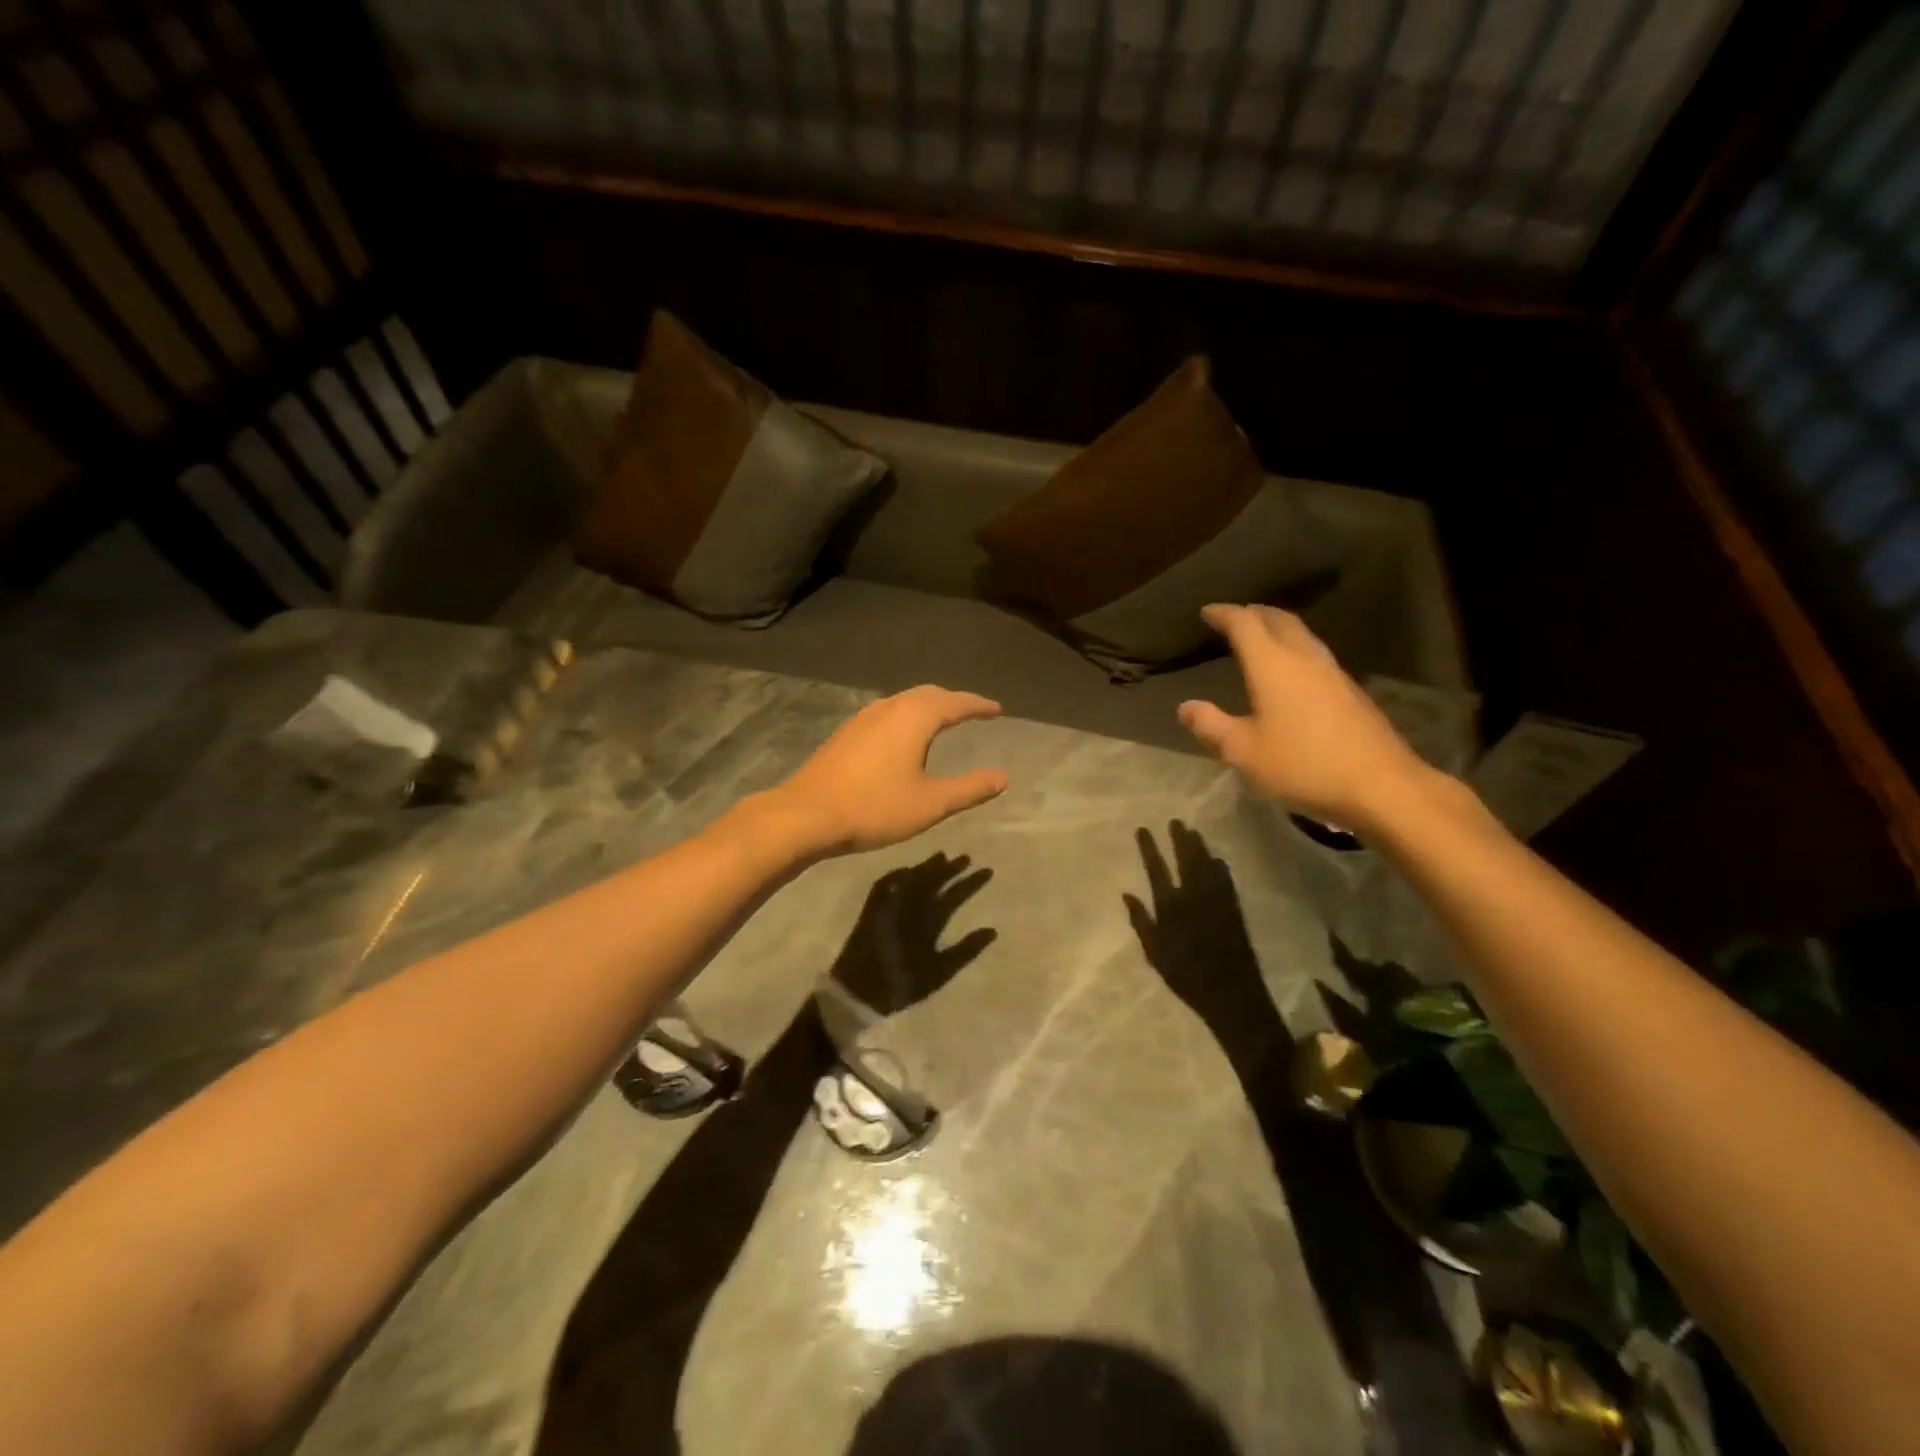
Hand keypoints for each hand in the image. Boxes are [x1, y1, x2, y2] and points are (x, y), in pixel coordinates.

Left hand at [771, 685, 1008, 854]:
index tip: (997, 710)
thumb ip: (969, 789)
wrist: (807, 815)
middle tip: (973, 711)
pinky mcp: (846, 733)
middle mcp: (889, 707)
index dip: (979, 706)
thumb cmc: (875, 807)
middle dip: (953, 700)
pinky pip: (887, 713)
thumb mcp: (931, 803)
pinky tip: (903, 736)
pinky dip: (906, 716)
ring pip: (904, 701)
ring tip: (943, 719)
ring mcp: (863, 718)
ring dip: (927, 706)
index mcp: (914, 717)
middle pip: (928, 694)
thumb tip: (1003, 777)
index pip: (955, 702)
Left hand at [831, 853, 996, 1013]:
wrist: (857, 990)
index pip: (954, 895)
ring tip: (941, 857)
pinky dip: (897, 875)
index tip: (987, 870)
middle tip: (965, 858)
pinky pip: (885, 884)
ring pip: (911, 878)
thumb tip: (991, 930)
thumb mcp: (939, 972)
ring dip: (927, 867)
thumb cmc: (902, 983)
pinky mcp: (871, 909)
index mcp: (928, 920)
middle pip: (933, 880)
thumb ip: (966, 951)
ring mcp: (888, 905)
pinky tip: (904, 870)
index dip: (971, 882)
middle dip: (951, 869)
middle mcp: (908, 906)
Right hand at [1124, 822, 1285, 1078]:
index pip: (1156, 870)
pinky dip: (1220, 867)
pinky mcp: (1234, 910)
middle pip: (1186, 861)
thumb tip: (1127, 894)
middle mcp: (1194, 897)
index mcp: (1171, 907)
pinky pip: (1226, 881)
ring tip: (1193, 831)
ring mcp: (1217, 901)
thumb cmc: (1186, 977)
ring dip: (1199, 848)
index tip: (1143, 829)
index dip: (1149, 848)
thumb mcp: (1155, 953)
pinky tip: (1217, 859)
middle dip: (1179, 840)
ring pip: (1207, 866)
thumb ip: (1141, 922)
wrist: (1232, 994)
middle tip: (1175, 821)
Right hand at [1177, 604, 1432, 832]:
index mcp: (1272, 665)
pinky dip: (1296, 648)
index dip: (1224, 614)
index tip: (1207, 612)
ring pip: (1302, 635)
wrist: (1379, 784)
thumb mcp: (1243, 751)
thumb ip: (1211, 726)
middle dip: (1254, 613)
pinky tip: (1293, 670)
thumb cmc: (1302, 764)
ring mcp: (1333, 673)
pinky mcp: (1351, 691)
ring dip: (1278, 628)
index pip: (1245, 624)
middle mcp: (1304, 658)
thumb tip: (1185, 707)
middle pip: (1279, 620)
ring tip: (1262, 636)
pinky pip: (1316, 655)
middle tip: (1235, 616)